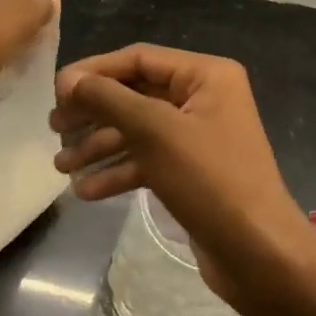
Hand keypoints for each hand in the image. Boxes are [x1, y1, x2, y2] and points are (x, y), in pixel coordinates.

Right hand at [50, 44, 315, 315]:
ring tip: (60, 165)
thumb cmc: (210, 180)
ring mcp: (198, 137)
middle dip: (93, 112)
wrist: (260, 255)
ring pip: (137, 130)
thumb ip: (109, 99)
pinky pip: (147, 160)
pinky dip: (118, 171)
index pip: (138, 59)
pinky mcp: (191, 172)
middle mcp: (203, 99)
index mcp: (205, 75)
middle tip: (54, 128)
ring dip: (98, 146)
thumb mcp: (155, 132)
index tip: (55, 92)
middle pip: (134, 94)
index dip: (94, 72)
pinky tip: (85, 190)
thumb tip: (68, 79)